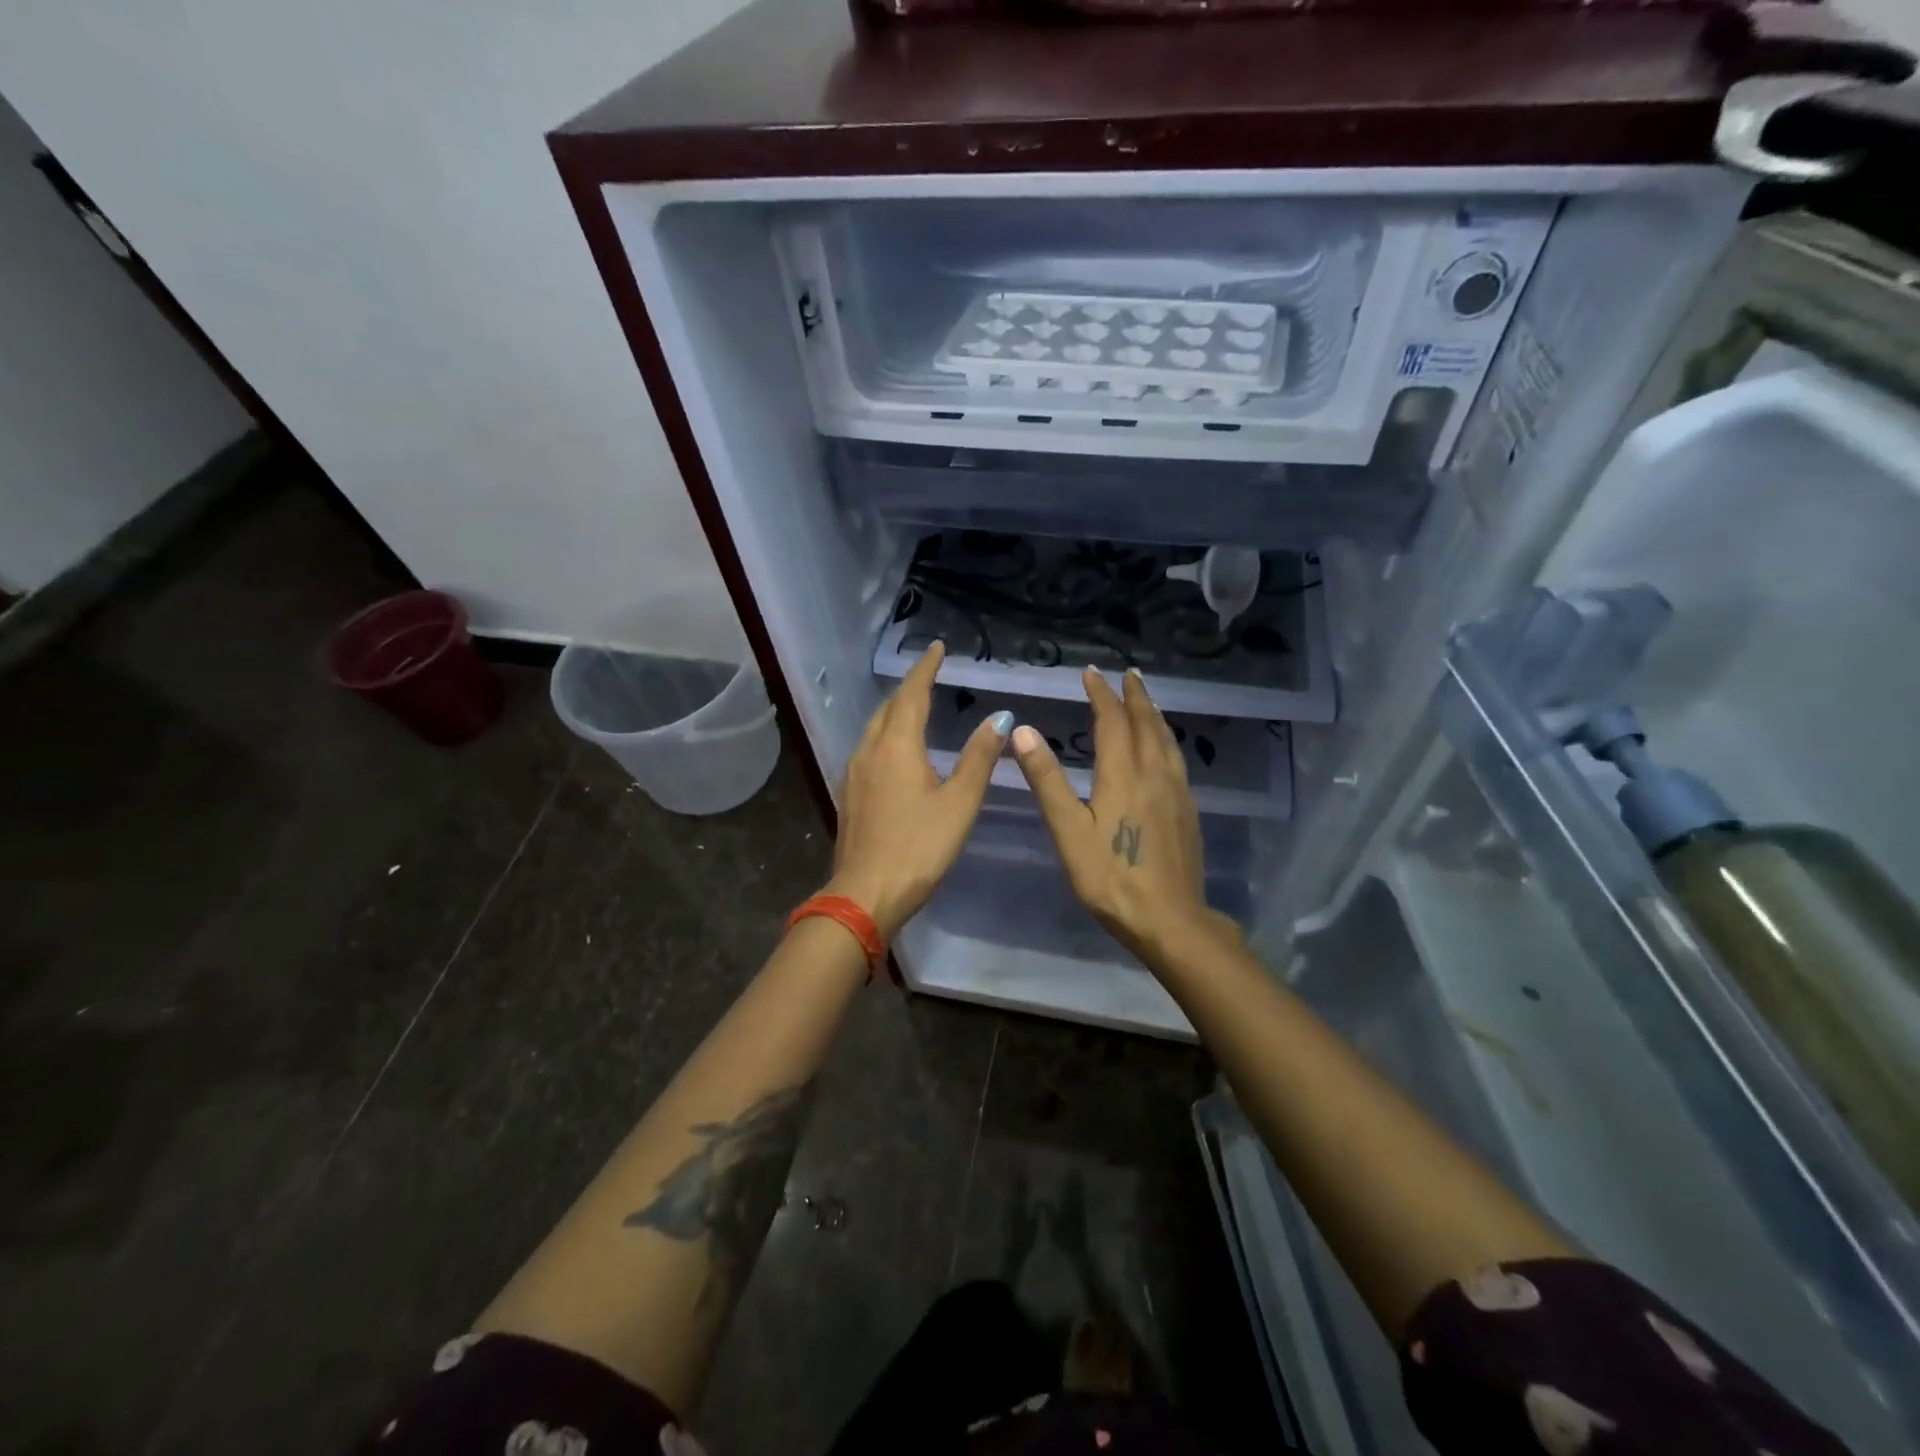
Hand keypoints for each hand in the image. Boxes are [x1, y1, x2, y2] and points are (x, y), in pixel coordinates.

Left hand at [826, 641, 1011, 939]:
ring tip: (915, 707)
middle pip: (888, 708)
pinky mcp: (849, 795)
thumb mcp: (959, 803)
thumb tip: (999, 718)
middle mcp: (870, 751)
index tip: (937, 647)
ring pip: (874, 728)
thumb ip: (979, 758)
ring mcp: (854, 773)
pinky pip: (868, 749)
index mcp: (897, 746)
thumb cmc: (919, 847)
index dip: (926, 669)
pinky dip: (885, 735)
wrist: (865, 894)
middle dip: (909, 688)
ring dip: (895, 711)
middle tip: (930, 675)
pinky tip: (895, 751)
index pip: (912, 694)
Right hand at [1011, 667, 1233, 964]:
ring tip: (1147, 700)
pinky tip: (1164, 750)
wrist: (1169, 920)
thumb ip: (1047, 780)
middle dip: (1134, 695)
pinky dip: (1166, 739)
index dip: (1101, 694)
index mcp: (1123, 775)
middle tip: (1127, 674)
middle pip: (1146, 723)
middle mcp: (1154, 774)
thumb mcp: (1068, 831)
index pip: (1112, 721)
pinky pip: (1177, 759)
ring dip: (1154, 714)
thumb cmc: (1110, 878)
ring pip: (1166, 740)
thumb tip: (1024, 731)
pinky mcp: (1188, 811)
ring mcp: (1177, 792)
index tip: (1091, 673)